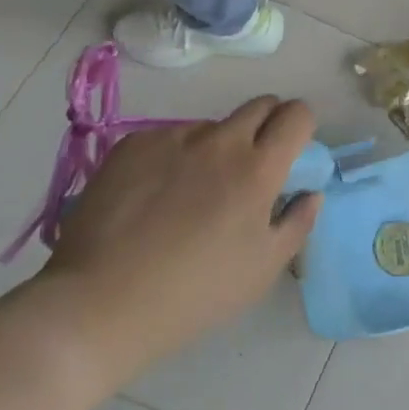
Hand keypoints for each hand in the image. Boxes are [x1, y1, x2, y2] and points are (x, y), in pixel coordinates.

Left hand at [32, 97, 321, 392]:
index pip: (297, 115)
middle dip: (267, 126)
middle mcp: (219, 141)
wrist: (99, 304)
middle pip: (260, 105)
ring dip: (217, 146)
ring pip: (211, 125)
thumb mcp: (263, 270)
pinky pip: (169, 137)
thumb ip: (297, 223)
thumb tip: (309, 193)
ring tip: (192, 192)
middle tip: (251, 167)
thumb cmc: (194, 293)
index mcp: (258, 168)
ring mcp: (172, 138)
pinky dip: (174, 156)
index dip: (302, 126)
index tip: (292, 151)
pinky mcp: (132, 145)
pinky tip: (154, 196)